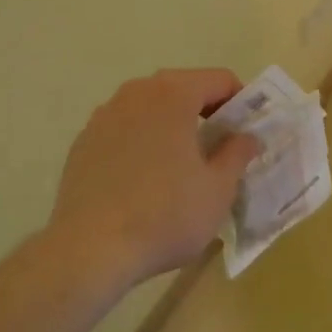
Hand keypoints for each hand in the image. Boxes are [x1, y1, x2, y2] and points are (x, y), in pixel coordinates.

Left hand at [46, 68, 260, 291]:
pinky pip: (125, 128)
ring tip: (181, 164)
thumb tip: (247, 137)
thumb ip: (237, 154)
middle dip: (206, 111)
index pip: (220, 79)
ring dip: (171, 123)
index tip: (247, 131)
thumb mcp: (218, 190)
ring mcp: (105, 114)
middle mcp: (137, 91)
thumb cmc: (164, 215)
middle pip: (184, 87)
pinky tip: (143, 179)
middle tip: (219, 147)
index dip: (240, 102)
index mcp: (174, 93)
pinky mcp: (84, 140)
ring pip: (151, 107)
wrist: (88, 251)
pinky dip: (141, 140)